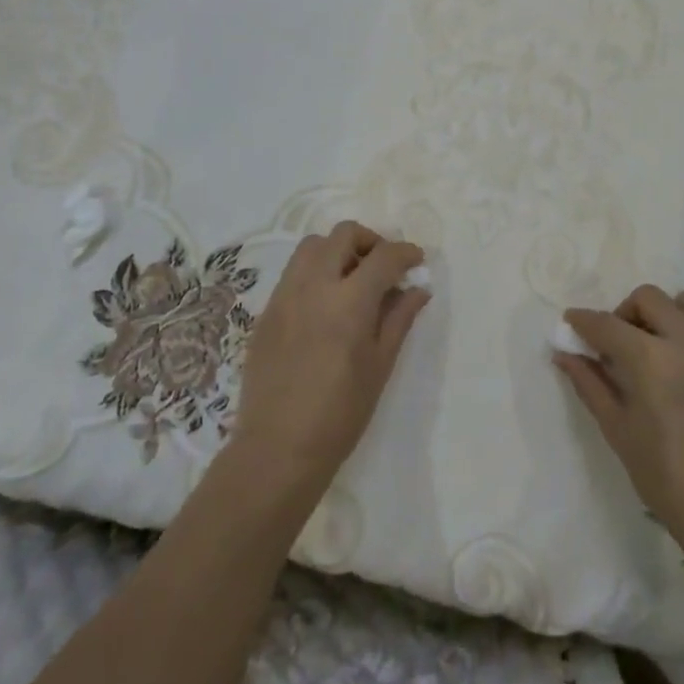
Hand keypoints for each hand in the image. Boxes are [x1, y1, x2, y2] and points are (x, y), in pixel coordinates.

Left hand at [232, 221, 428, 497]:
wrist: (278, 448)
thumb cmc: (340, 413)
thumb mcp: (380, 365)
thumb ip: (399, 318)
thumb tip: (418, 289)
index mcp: (349, 301)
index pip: (384, 256)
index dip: (405, 252)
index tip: (416, 259)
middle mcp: (313, 286)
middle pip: (343, 234)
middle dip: (370, 241)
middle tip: (383, 267)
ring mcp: (284, 295)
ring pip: (312, 246)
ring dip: (337, 250)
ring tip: (352, 279)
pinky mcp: (266, 310)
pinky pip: (293, 273)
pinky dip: (314, 272)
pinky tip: (324, 304)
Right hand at [555, 285, 683, 571]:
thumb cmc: (671, 486)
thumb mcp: (620, 434)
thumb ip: (591, 385)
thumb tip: (565, 354)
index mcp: (652, 361)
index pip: (607, 324)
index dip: (583, 321)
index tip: (571, 323)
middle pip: (648, 298)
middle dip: (624, 314)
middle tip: (617, 345)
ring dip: (664, 315)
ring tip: (657, 349)